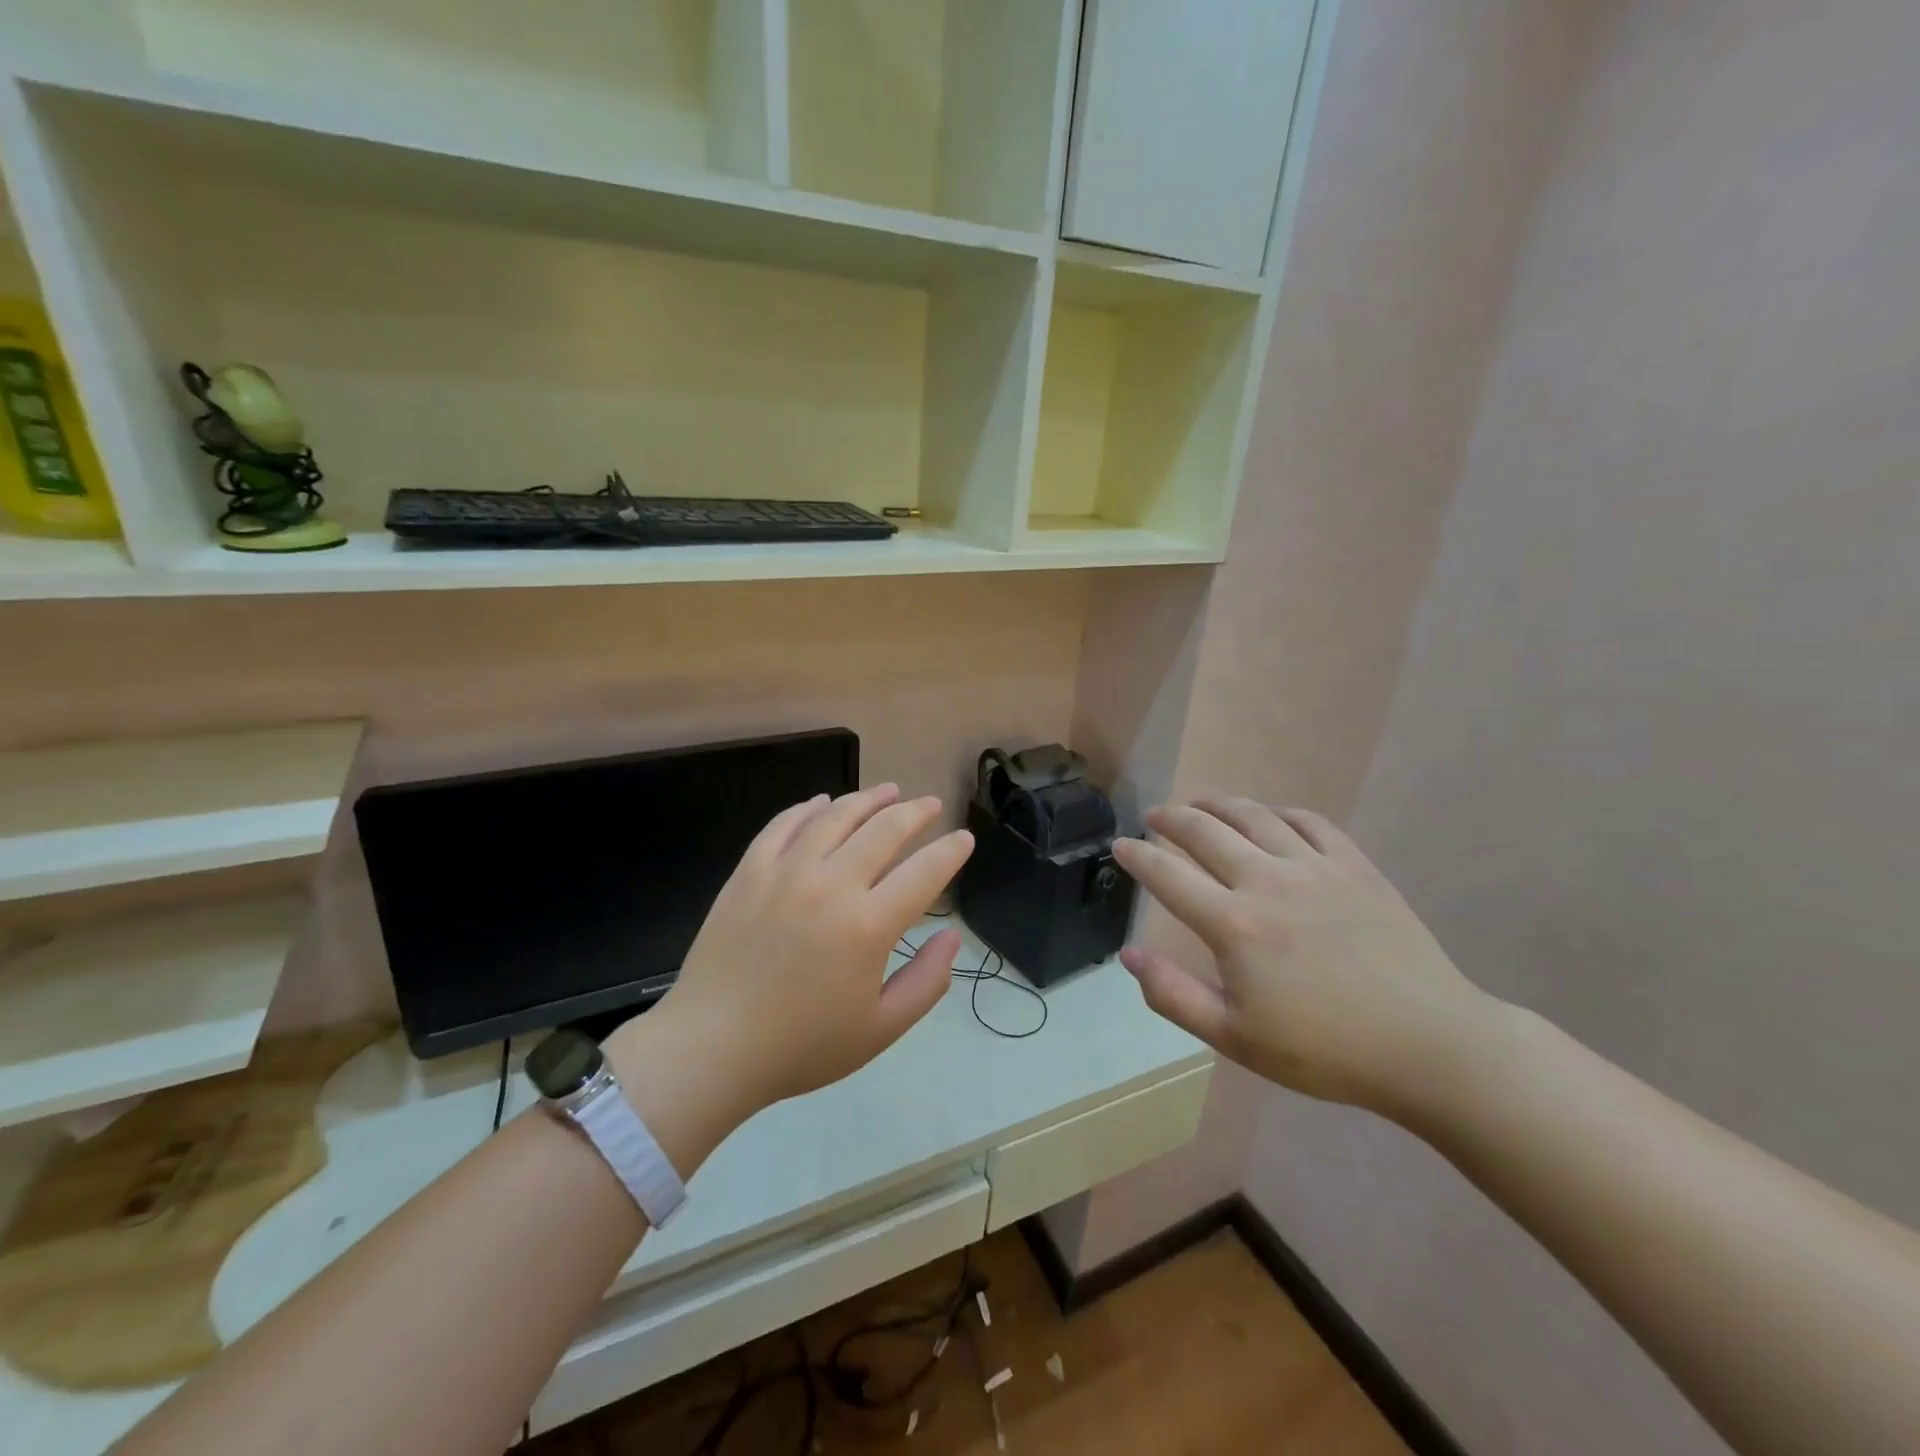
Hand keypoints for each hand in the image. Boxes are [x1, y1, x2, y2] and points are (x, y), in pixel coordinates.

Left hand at [635, 785, 973, 1119]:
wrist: (712, 1047)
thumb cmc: (802, 1046)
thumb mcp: (880, 1029)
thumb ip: (926, 981)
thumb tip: (952, 936)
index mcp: (868, 925)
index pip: (925, 872)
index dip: (951, 851)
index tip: (964, 839)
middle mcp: (831, 885)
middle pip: (884, 830)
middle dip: (916, 812)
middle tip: (931, 805)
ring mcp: (786, 872)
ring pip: (836, 816)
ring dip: (868, 798)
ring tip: (889, 790)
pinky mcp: (749, 871)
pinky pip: (784, 824)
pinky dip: (809, 808)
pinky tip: (822, 803)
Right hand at [1112, 799, 1493, 1117]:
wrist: (1430, 1046)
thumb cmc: (1326, 1051)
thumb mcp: (1236, 1038)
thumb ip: (1174, 995)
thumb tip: (1129, 954)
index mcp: (1234, 925)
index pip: (1168, 875)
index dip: (1138, 856)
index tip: (1120, 845)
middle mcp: (1267, 881)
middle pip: (1205, 831)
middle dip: (1172, 818)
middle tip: (1155, 817)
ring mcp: (1315, 867)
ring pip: (1254, 815)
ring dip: (1218, 804)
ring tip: (1200, 804)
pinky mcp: (1355, 866)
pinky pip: (1309, 821)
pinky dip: (1278, 811)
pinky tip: (1269, 817)